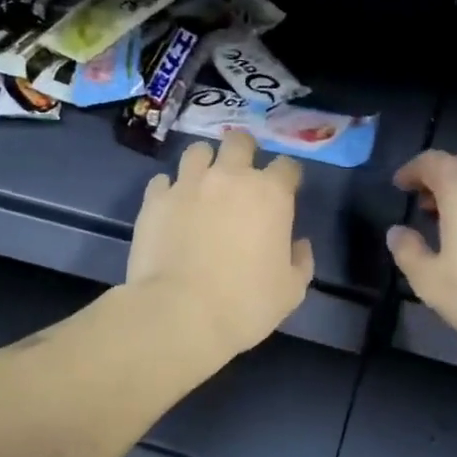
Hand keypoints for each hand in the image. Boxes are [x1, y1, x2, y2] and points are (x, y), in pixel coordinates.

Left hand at [127, 131, 313, 360]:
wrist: (181, 314)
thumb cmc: (246, 304)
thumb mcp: (291, 291)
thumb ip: (301, 261)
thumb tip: (298, 244)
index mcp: (270, 194)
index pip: (287, 165)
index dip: (287, 176)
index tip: (285, 191)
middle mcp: (230, 177)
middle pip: (239, 141)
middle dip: (244, 152)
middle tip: (242, 176)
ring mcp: (188, 184)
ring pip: (197, 151)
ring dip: (204, 163)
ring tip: (203, 184)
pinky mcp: (155, 199)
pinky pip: (163, 180)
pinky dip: (170, 189)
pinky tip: (173, 207)